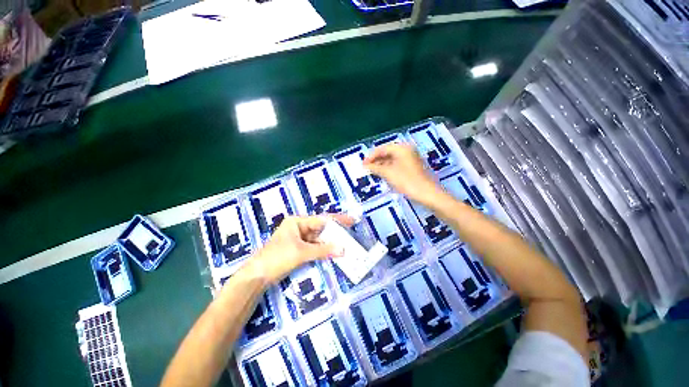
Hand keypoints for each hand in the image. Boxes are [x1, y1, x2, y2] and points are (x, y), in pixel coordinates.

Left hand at [246, 214, 353, 284]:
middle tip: (351, 233)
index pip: (321, 219)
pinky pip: (315, 247)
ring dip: (330, 242)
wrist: (257, 276)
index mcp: (298, 221)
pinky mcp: (299, 249)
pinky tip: (334, 251)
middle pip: (321, 228)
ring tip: (346, 243)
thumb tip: (343, 249)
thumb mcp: (301, 252)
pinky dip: (324, 249)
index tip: (351, 221)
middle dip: (335, 232)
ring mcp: (299, 239)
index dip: (337, 220)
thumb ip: (323, 250)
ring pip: (319, 238)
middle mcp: (299, 227)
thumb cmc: (277, 257)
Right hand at [363, 143, 440, 204]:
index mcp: (402, 148)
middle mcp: (407, 150)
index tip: (363, 164)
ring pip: (392, 158)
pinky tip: (382, 174)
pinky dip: (389, 168)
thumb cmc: (407, 181)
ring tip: (372, 171)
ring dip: (382, 164)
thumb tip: (366, 166)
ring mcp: (411, 158)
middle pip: (387, 152)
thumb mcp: (388, 173)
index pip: (382, 148)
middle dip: (376, 160)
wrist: (427, 193)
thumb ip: (376, 167)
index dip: (371, 156)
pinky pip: (397, 164)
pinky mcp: (412, 166)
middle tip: (366, 168)